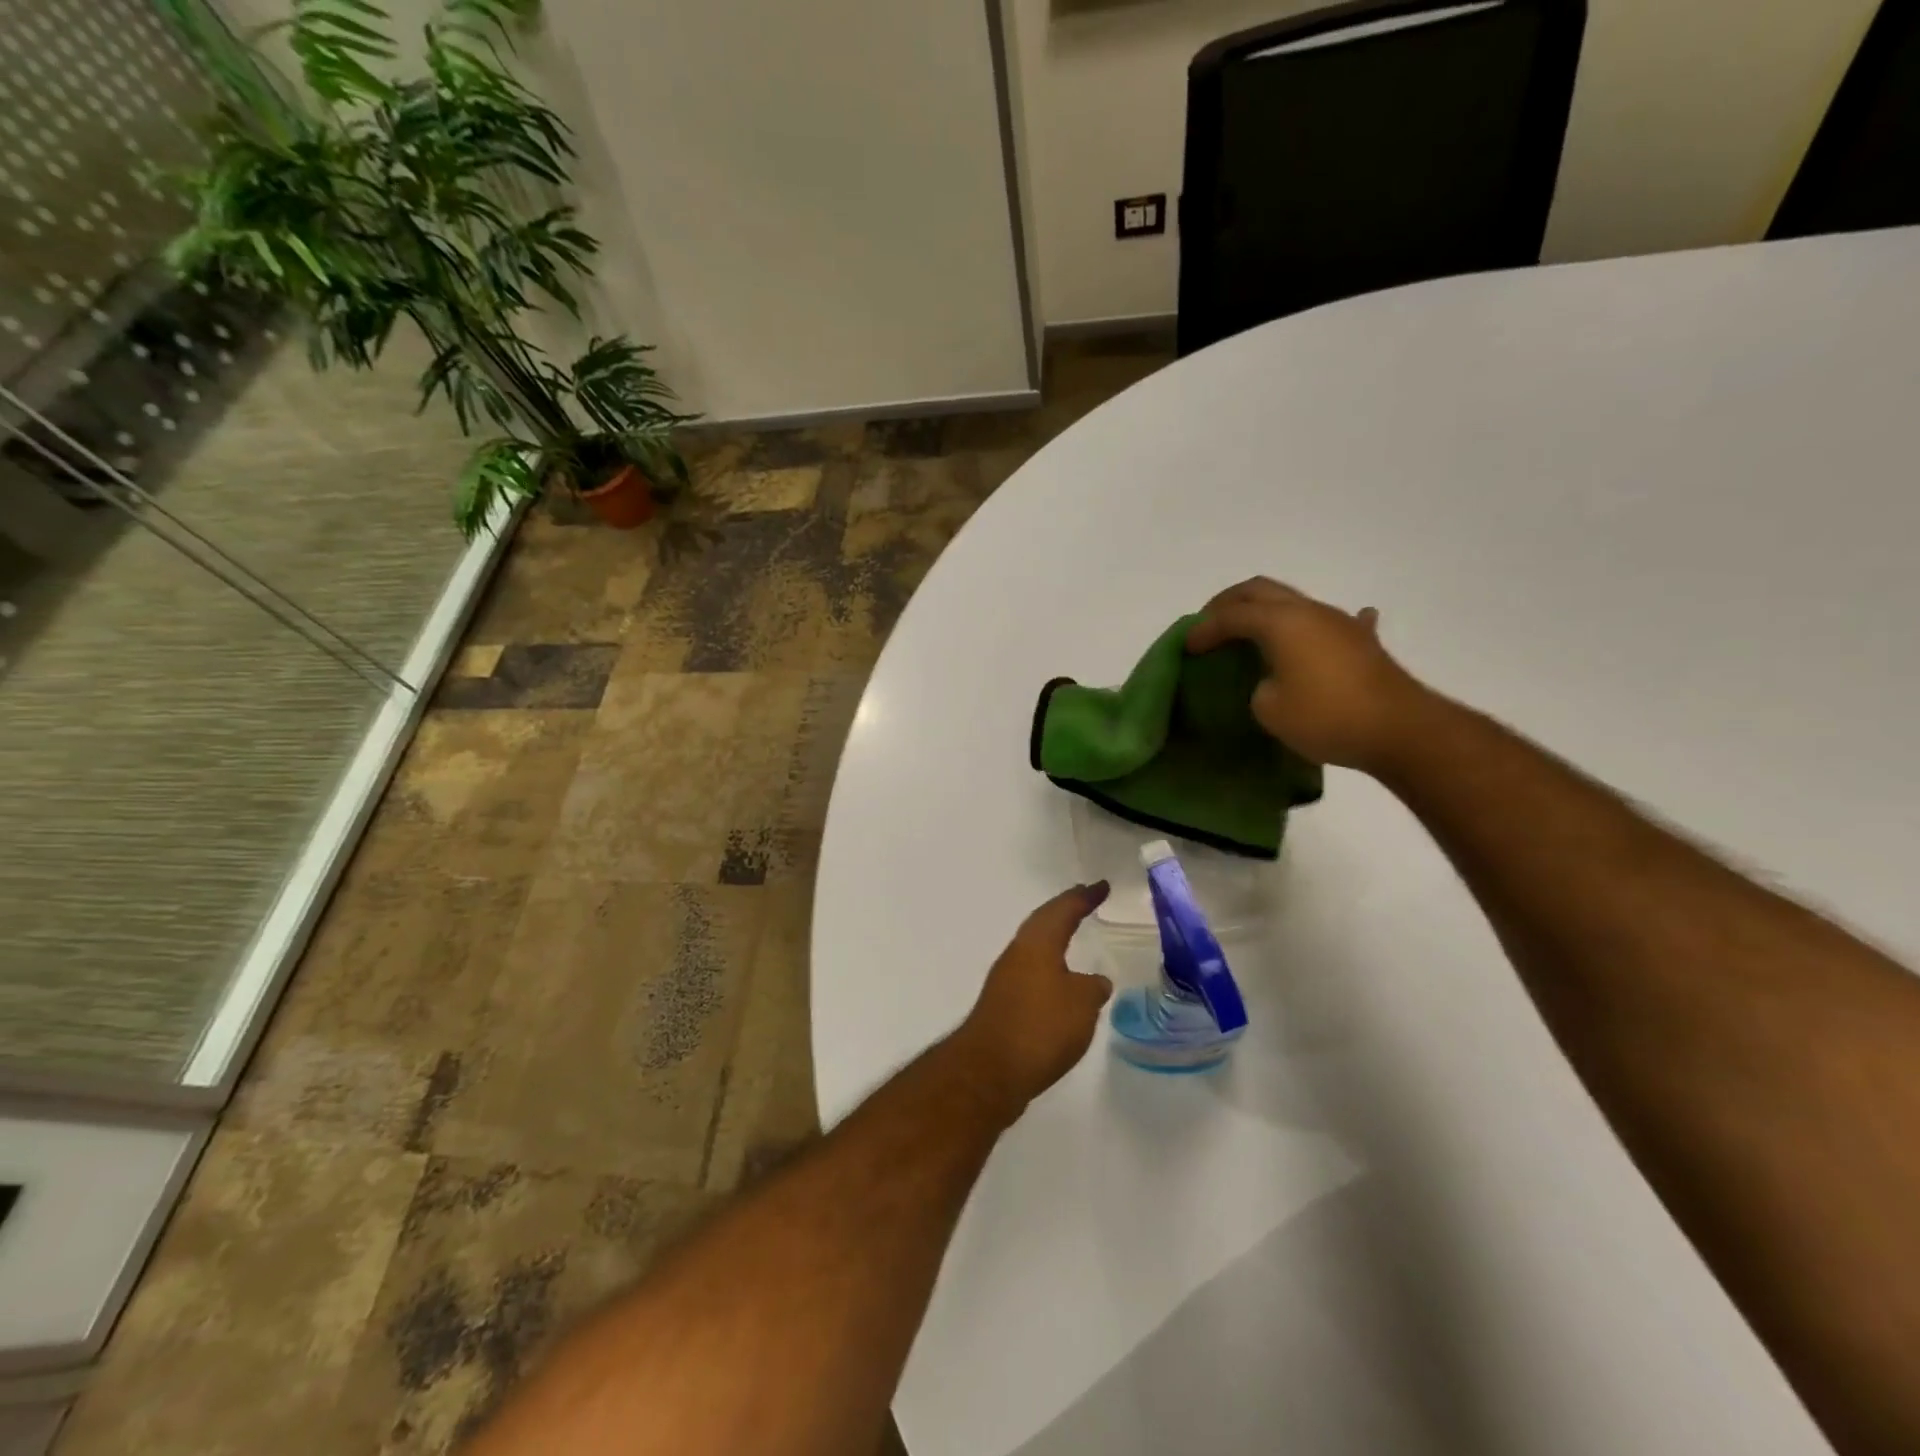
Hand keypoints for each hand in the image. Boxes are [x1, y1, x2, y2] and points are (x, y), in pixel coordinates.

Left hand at [949, 884, 1114, 1121]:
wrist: (990, 1070)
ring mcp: (1005, 980)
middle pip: (1043, 923)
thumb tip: (1094, 982)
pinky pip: (1031, 974)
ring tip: (1073, 939)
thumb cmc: (1040, 1027)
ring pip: (1034, 948)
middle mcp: (1017, 954)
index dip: (1084, 897)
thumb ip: (1092, 987)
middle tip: (1085, 901)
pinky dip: (1048, 969)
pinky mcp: (1002, 1006)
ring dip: (1054, 940)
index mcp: (1037, 943)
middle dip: (1065, 911)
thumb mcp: (1081, 1004)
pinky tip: (1059, 987)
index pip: (1063, 909)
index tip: (1101, 886)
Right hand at [1186, 577, 1427, 770]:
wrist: (1400, 730)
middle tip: (1209, 625)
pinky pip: (1326, 623)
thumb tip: (1272, 679)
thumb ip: (1258, 685)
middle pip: (1259, 590)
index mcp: (1280, 622)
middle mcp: (1308, 611)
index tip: (1187, 647)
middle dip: (1228, 603)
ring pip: (1291, 602)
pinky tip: (1312, 637)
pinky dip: (1307, 628)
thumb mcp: (1269, 708)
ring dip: (1263, 613)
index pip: (1231, 615)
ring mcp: (1339, 622)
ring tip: (1246, 636)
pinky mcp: (1360, 641)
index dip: (1203, 629)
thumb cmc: (1326, 716)